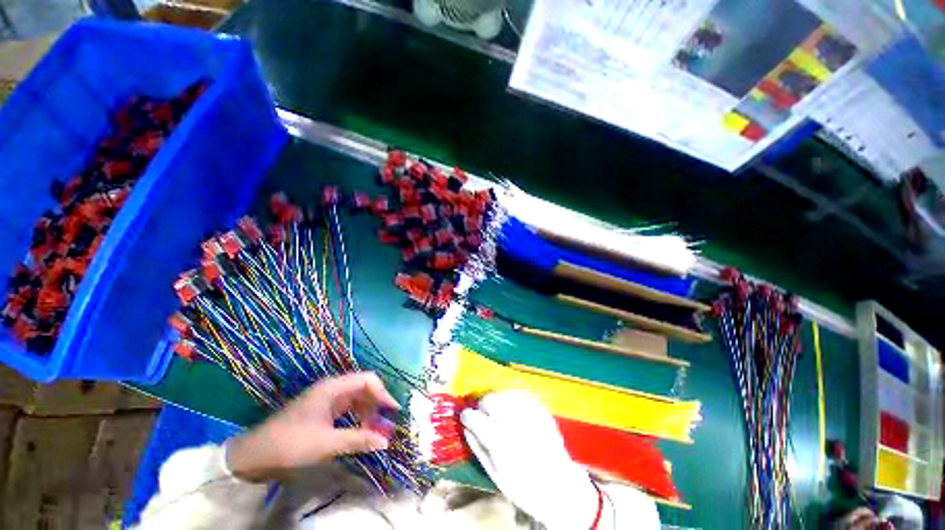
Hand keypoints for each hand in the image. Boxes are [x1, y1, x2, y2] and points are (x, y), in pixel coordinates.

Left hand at [226, 372, 399, 482]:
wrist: (253, 455)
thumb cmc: (290, 443)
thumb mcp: (326, 443)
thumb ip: (358, 439)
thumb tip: (386, 442)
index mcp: (333, 387)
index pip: (367, 380)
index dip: (383, 393)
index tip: (393, 411)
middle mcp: (332, 388)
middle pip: (364, 388)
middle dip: (377, 404)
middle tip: (385, 425)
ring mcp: (326, 399)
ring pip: (357, 399)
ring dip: (368, 412)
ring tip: (374, 432)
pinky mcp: (322, 411)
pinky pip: (347, 409)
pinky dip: (357, 418)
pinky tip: (361, 431)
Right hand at [460, 391, 599, 529]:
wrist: (562, 488)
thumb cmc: (525, 487)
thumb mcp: (496, 476)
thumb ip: (478, 449)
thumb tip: (465, 428)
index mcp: (501, 443)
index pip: (476, 418)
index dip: (467, 415)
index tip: (465, 416)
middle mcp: (515, 424)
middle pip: (491, 399)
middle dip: (482, 404)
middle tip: (482, 413)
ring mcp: (531, 414)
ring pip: (504, 393)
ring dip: (496, 399)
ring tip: (496, 411)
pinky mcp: (541, 410)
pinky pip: (520, 395)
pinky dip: (512, 399)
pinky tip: (512, 410)